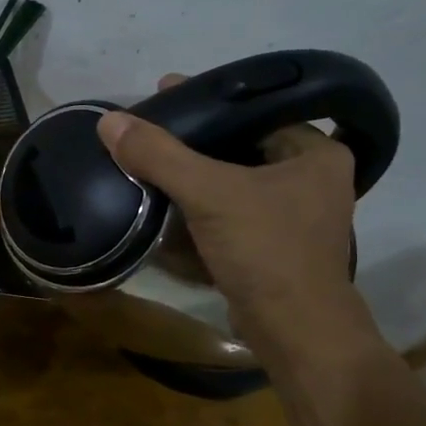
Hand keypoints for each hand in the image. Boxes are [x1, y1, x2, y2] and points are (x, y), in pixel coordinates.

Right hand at [95, 75, 368, 351]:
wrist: (294, 333)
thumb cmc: (266, 250)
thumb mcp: (208, 193)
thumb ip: (159, 155)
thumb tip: (109, 121)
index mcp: (315, 154)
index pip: (254, 110)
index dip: (206, 100)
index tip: (165, 92)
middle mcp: (311, 179)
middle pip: (239, 144)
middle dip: (193, 140)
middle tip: (150, 127)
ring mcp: (294, 216)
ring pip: (232, 179)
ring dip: (192, 174)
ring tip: (149, 159)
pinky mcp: (273, 246)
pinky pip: (230, 211)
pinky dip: (200, 206)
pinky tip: (164, 200)